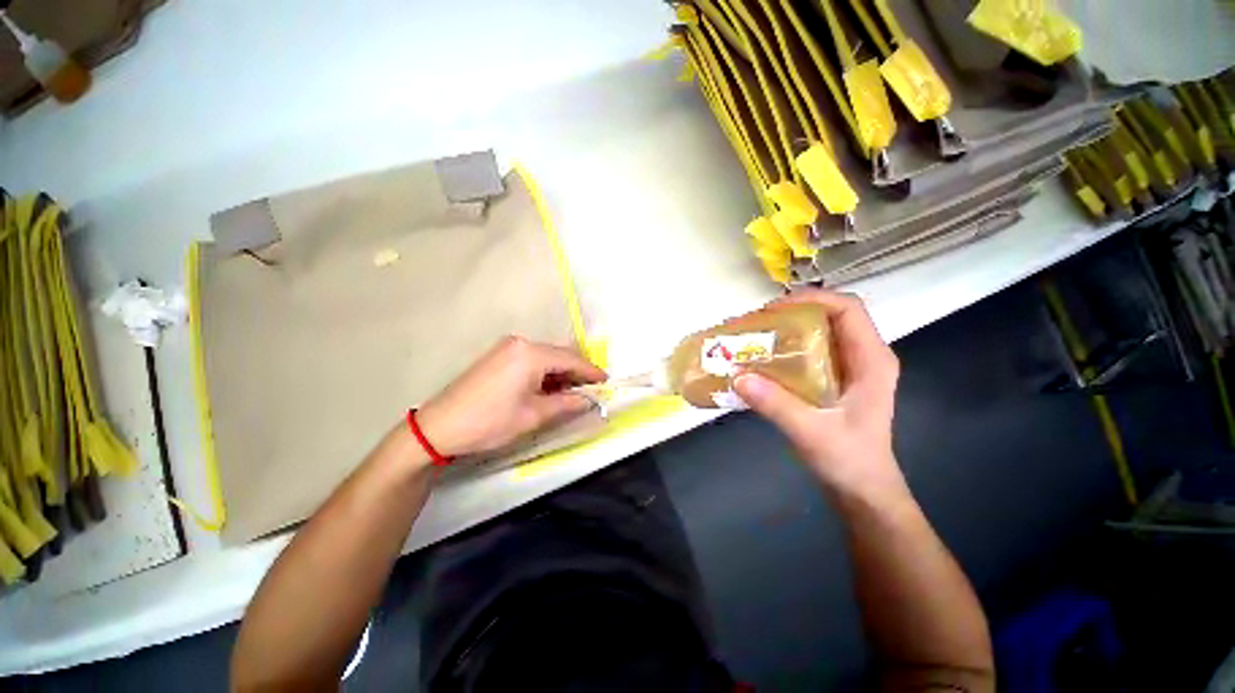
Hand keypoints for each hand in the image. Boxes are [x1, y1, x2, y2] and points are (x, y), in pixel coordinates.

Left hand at [416, 336, 607, 457]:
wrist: (439, 426)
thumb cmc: (490, 421)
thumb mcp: (533, 415)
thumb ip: (566, 404)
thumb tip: (588, 400)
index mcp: (531, 354)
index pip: (571, 359)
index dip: (591, 371)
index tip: (606, 381)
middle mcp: (521, 343)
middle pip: (559, 355)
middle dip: (576, 372)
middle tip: (590, 391)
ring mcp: (507, 347)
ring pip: (545, 357)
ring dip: (560, 373)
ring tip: (570, 393)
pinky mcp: (499, 355)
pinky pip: (531, 359)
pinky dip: (544, 372)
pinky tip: (548, 388)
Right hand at [733, 290, 905, 499]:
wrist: (863, 491)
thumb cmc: (849, 461)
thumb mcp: (812, 433)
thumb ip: (776, 405)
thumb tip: (738, 377)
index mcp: (872, 360)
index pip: (847, 309)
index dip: (811, 299)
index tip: (773, 308)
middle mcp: (863, 356)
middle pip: (830, 316)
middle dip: (792, 312)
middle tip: (756, 322)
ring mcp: (849, 368)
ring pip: (818, 332)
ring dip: (786, 329)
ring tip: (754, 335)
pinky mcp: (835, 380)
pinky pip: (810, 351)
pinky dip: (786, 348)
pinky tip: (763, 359)